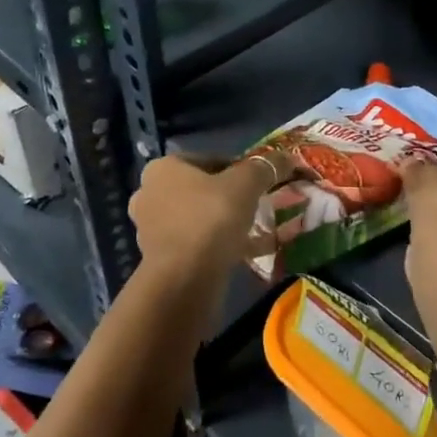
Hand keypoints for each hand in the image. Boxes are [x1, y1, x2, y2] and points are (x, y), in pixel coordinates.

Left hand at [127, 152, 286, 279]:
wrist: (185, 280)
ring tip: (253, 231)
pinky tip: (242, 252)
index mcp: (163, 168)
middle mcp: (150, 193)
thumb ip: (265, 167)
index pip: (210, 160)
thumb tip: (287, 156)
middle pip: (202, 189)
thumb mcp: (245, 185)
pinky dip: (216, 244)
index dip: (240, 169)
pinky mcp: (160, 257)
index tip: (261, 183)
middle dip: (230, 197)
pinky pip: (195, 242)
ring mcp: (151, 228)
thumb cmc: (211, 219)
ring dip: (223, 222)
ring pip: (198, 217)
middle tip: (258, 207)